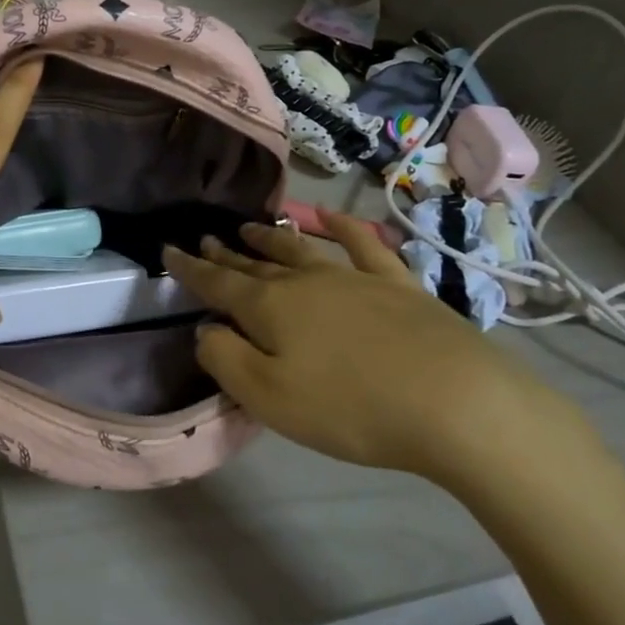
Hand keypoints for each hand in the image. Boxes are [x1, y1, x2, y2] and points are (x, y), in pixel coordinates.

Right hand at [162, 210, 569, 479]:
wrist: (456, 403)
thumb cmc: (350, 407)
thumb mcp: (269, 396)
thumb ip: (225, 359)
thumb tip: (205, 329)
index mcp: (270, 307)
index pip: (217, 284)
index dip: (189, 270)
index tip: (168, 251)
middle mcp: (306, 282)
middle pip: (256, 264)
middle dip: (227, 254)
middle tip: (205, 240)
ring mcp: (354, 278)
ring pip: (300, 250)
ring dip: (270, 238)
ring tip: (248, 227)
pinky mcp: (398, 285)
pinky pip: (363, 245)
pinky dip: (343, 227)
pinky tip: (330, 216)